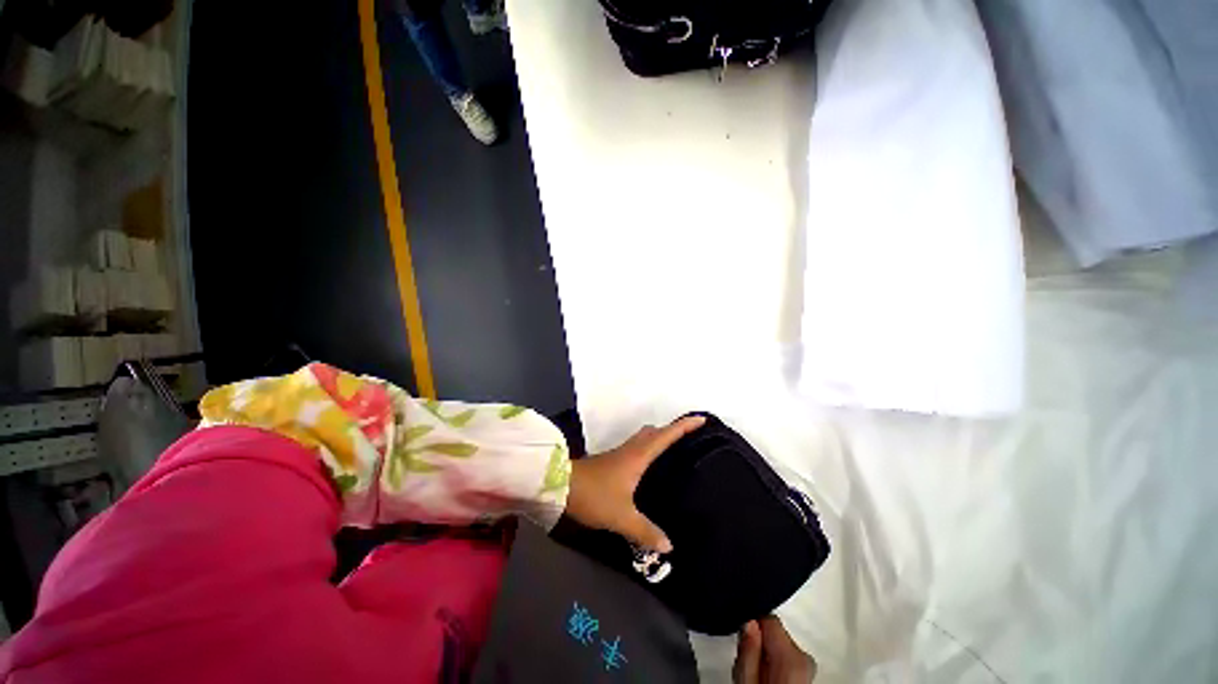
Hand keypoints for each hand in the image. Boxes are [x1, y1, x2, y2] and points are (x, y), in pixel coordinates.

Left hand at [564, 415, 705, 552]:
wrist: (561, 486)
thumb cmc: (595, 495)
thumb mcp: (622, 517)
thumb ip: (645, 531)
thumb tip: (669, 546)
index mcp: (639, 456)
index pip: (666, 436)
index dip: (684, 426)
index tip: (701, 419)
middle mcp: (631, 450)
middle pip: (655, 432)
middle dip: (672, 429)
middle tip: (688, 435)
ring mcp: (620, 454)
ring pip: (644, 438)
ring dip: (659, 437)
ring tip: (672, 448)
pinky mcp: (612, 460)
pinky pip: (636, 447)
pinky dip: (647, 447)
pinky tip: (647, 465)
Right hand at [733, 616, 817, 683]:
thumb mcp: (747, 682)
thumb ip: (749, 652)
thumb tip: (749, 622)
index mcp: (793, 658)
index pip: (769, 619)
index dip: (752, 625)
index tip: (742, 638)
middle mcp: (806, 660)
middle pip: (775, 634)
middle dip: (759, 643)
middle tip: (745, 663)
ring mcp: (809, 670)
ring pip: (781, 647)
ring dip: (766, 655)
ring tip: (755, 675)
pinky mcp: (807, 677)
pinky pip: (787, 661)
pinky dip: (775, 665)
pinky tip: (766, 680)